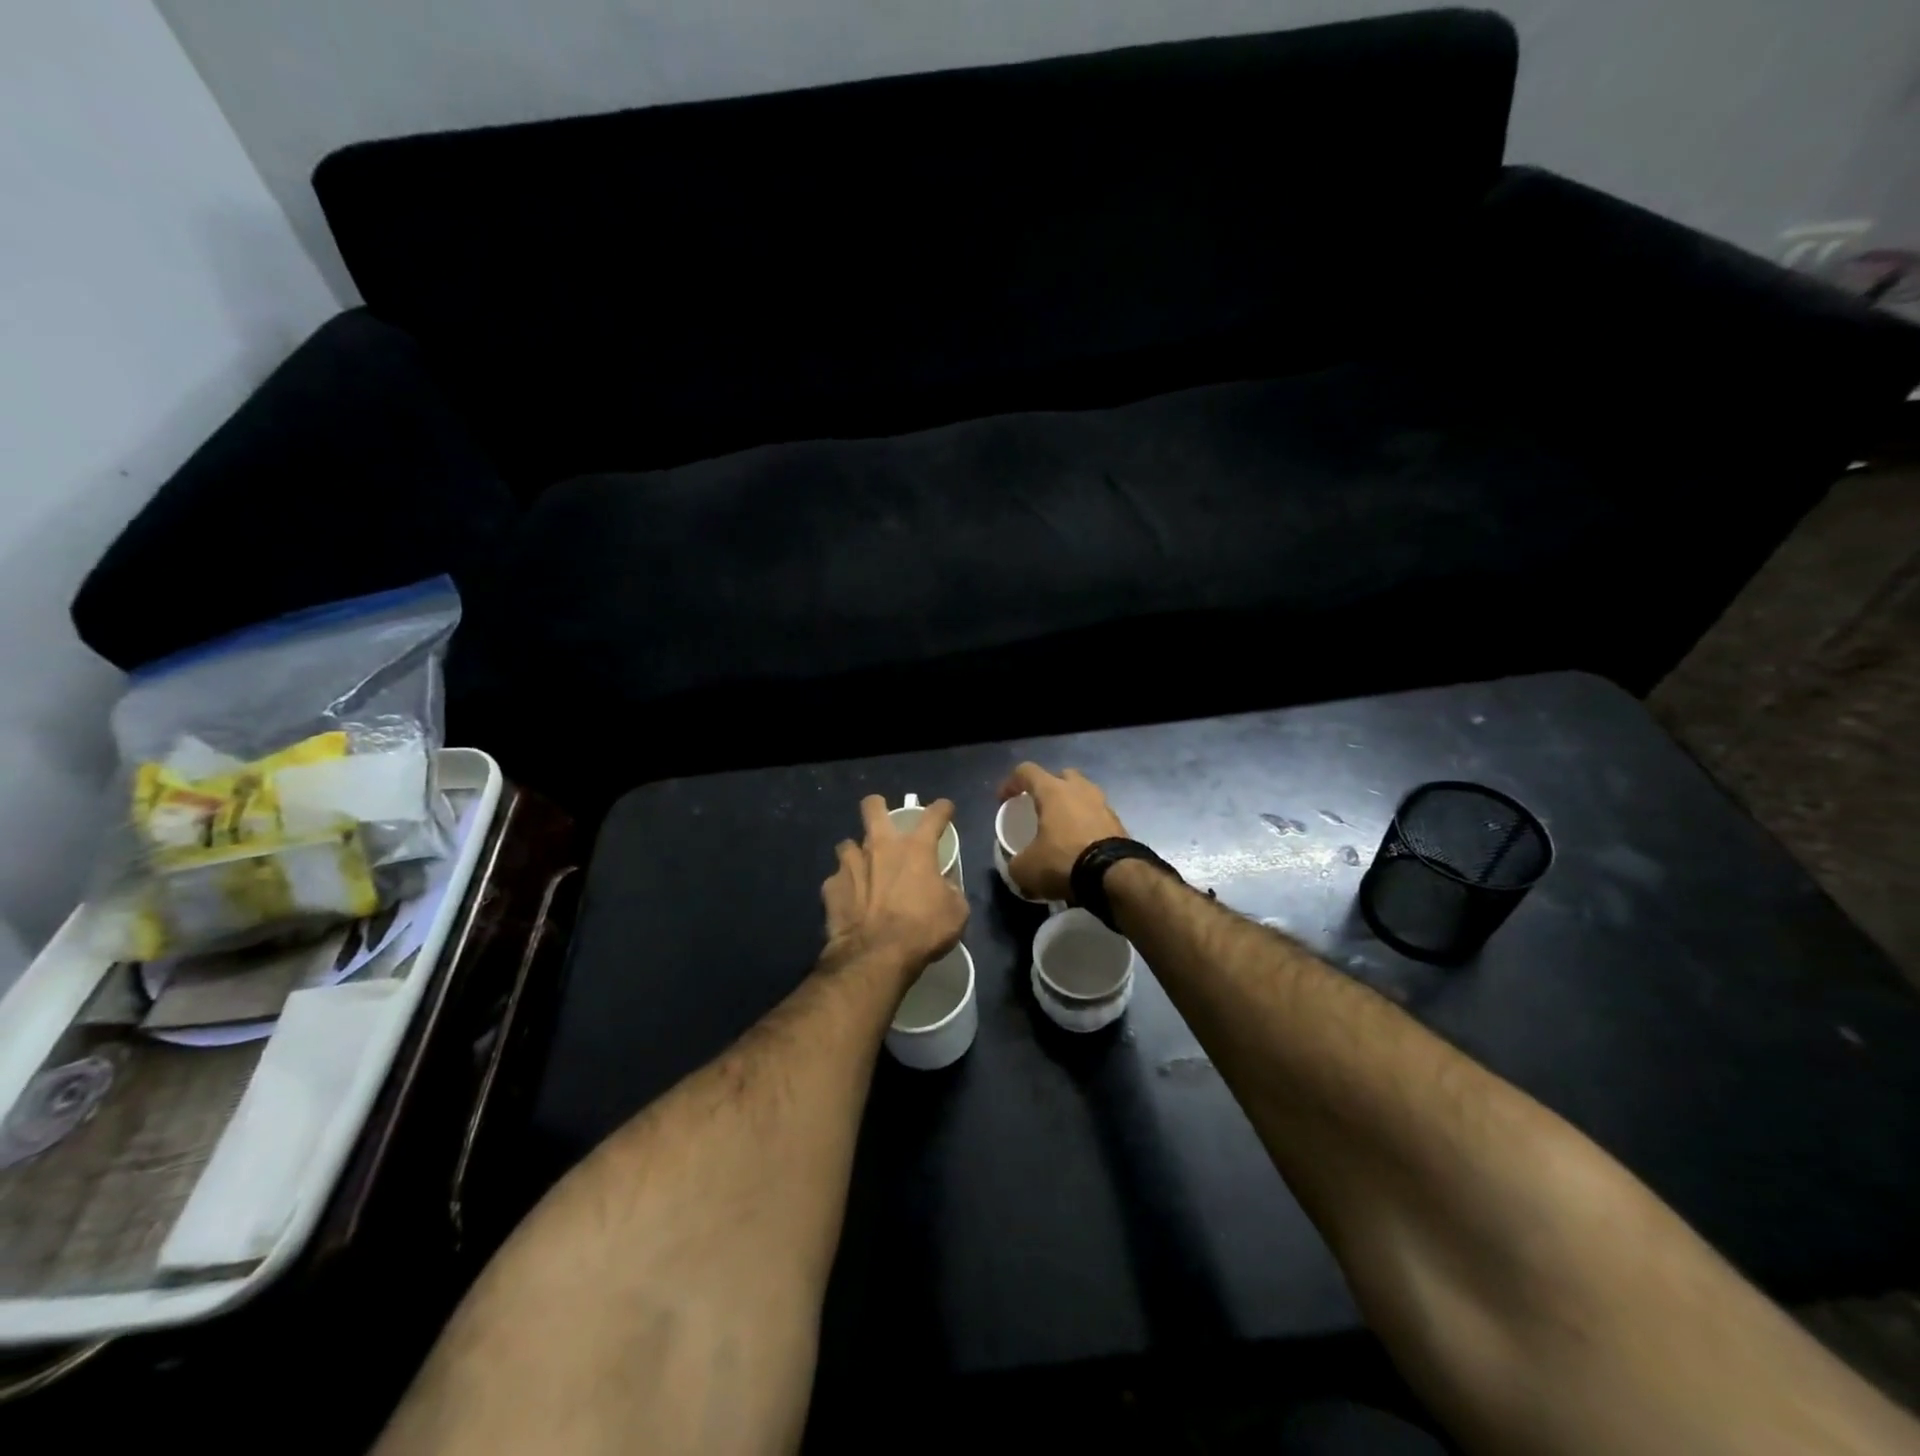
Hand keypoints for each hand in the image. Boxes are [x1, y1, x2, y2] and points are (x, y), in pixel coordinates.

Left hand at [822, 795, 967, 982]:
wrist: (876, 956)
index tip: (945, 810)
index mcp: (915, 849)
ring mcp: (850, 865)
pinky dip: (843, 887)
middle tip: (884, 820)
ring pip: (847, 844)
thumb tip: (943, 887)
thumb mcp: (955, 912)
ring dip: (856, 854)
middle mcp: (880, 847)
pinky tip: (849, 901)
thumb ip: (950, 891)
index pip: (934, 815)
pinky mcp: (831, 887)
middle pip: (873, 807)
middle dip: (878, 807)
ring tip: (863, 869)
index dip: (942, 809)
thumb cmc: (923, 930)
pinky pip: (836, 880)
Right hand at [998, 764, 1128, 902]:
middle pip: (1061, 776)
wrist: (1115, 876)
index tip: (1003, 801)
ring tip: (1061, 828)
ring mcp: (1103, 804)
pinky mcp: (1118, 823)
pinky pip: (1096, 815)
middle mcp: (1079, 789)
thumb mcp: (1026, 869)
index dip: (1010, 783)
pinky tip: (1080, 844)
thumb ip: (1015, 863)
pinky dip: (1086, 824)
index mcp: (1053, 791)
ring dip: (1071, 806)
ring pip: (1083, 794)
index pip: (1026, 771)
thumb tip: (1016, 866)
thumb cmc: (1063, 861)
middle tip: (1039, 808)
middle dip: (1048, 788)